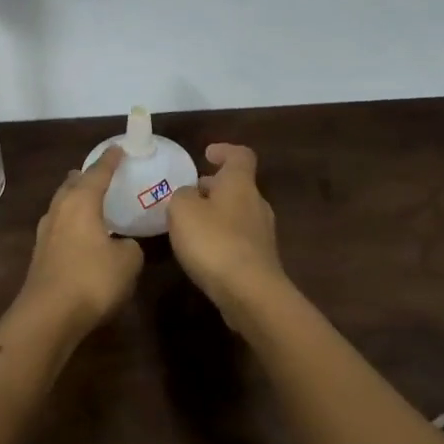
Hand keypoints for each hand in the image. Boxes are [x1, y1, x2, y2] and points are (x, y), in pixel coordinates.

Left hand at [15, 147, 143, 332]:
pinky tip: (80, 234)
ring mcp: (45, 232)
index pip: (98, 173)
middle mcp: (59, 210)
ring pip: (62, 205)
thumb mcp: (128, 262)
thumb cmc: (92, 280)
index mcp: (81, 202)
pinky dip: (71, 221)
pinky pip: (59, 226)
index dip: (111, 160)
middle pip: (72, 184)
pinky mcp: (40, 254)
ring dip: (75, 199)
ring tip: (90, 200)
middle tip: (101, 174)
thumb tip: (122, 245)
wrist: (48, 315)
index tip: (119, 148)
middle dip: (86, 177)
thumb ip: (130, 247)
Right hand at [166, 143, 284, 312]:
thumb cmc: (214, 241)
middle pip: (237, 186)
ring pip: (237, 213)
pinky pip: (238, 239)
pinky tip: (202, 252)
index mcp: (240, 184)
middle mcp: (256, 204)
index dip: (224, 151)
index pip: (240, 156)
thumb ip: (181, 195)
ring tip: (189, 225)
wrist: (249, 293)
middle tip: (188, 194)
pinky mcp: (260, 260)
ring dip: (215, 214)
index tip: (206, 154)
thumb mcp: (182, 210)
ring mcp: (262, 234)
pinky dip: (220, 238)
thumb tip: (188, 195)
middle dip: (213, 187)